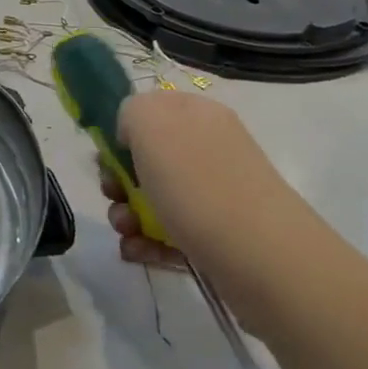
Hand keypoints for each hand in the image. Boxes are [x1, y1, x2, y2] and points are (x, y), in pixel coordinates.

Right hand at [103, 92, 314, 338]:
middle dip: (118, 181)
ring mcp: (213, 193)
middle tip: (114, 197)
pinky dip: (147, 243)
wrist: (261, 257)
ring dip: (127, 215)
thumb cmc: (198, 184)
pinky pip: (167, 232)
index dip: (120, 134)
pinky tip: (140, 253)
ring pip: (151, 199)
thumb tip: (131, 136)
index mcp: (195, 115)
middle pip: (144, 159)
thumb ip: (130, 111)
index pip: (147, 112)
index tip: (107, 159)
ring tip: (128, 233)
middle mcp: (206, 149)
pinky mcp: (214, 234)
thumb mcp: (151, 122)